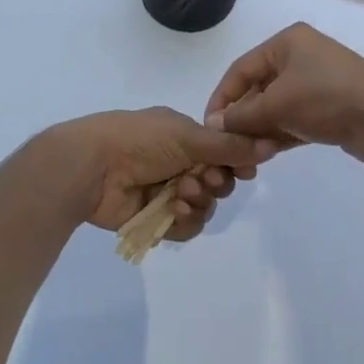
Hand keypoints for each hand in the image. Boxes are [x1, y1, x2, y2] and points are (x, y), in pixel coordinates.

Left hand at [49, 107, 276, 241]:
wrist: (93, 166)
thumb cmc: (140, 140)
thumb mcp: (188, 136)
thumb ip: (229, 146)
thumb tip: (270, 145)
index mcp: (184, 136)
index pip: (223, 152)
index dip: (237, 163)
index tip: (246, 169)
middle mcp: (178, 163)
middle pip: (219, 182)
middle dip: (217, 182)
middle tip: (204, 180)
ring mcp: (166, 192)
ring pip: (205, 207)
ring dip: (200, 201)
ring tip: (182, 194)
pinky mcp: (156, 219)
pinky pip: (186, 227)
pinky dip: (185, 221)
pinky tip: (173, 211)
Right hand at [204, 23, 363, 158]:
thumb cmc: (324, 99)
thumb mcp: (276, 105)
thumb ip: (241, 115)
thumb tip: (213, 124)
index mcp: (287, 41)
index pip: (241, 68)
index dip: (222, 98)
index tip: (210, 126)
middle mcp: (302, 54)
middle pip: (259, 86)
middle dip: (244, 116)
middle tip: (232, 143)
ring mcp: (319, 78)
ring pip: (278, 104)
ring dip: (263, 127)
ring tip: (252, 151)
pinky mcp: (332, 102)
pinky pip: (297, 114)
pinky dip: (283, 131)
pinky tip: (271, 151)